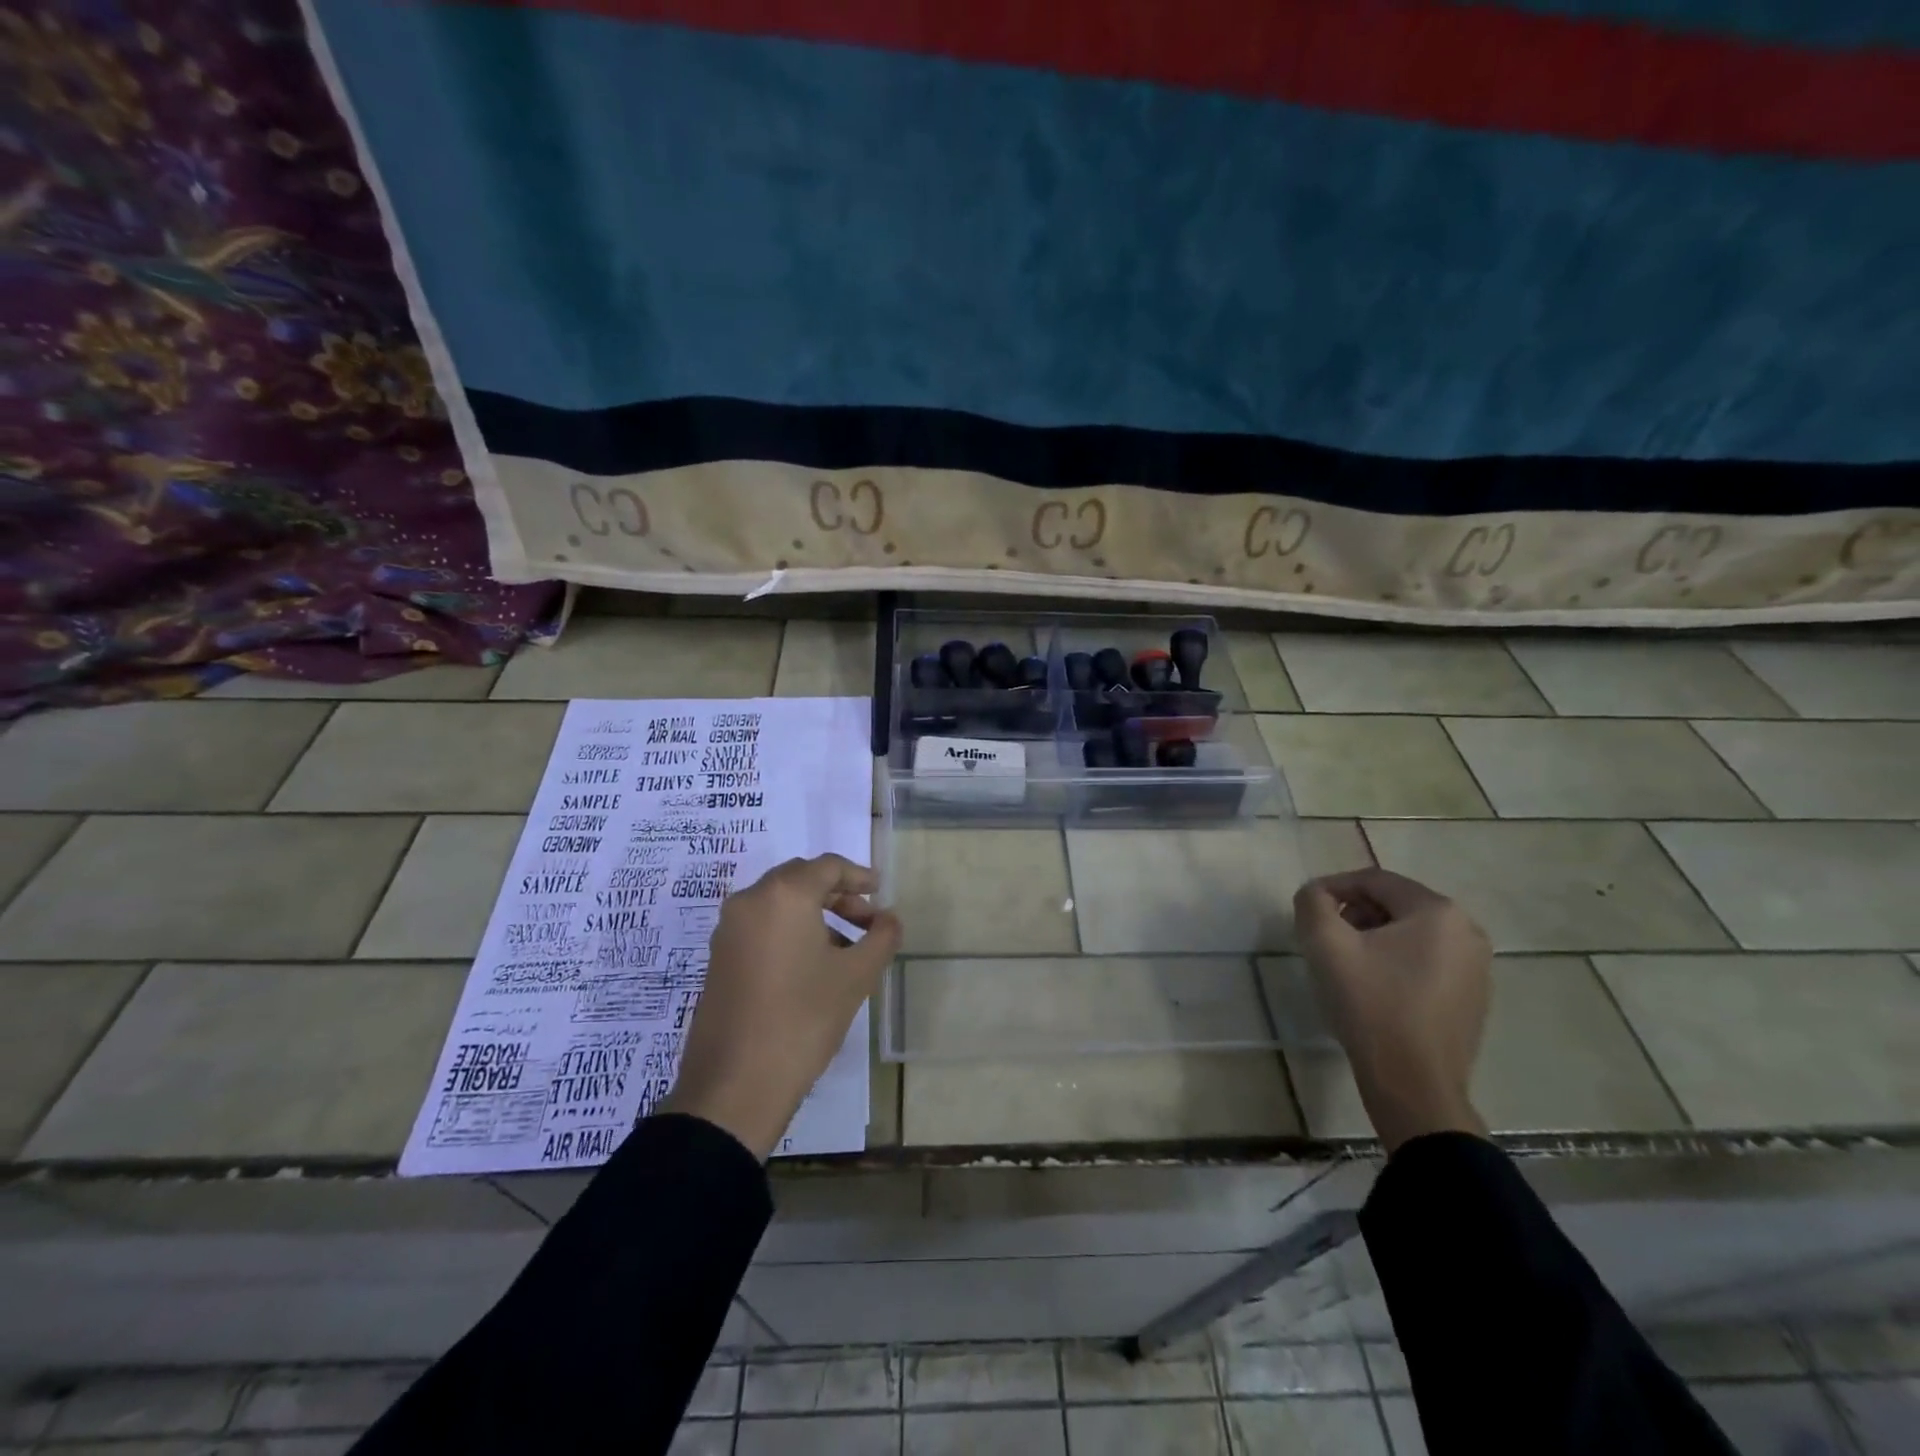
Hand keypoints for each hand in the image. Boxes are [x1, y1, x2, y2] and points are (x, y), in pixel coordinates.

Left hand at [662, 854, 901, 1159]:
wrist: (734, 1085)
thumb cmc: (803, 1019)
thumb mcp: (855, 977)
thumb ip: (881, 937)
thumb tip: (890, 918)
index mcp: (783, 895)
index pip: (828, 866)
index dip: (859, 876)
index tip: (881, 892)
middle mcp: (750, 900)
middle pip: (801, 879)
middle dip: (837, 894)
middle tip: (867, 920)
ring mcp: (728, 929)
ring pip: (779, 903)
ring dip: (815, 914)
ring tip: (845, 949)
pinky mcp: (719, 957)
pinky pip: (761, 925)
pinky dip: (790, 930)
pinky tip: (812, 966)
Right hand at [1292, 868, 1492, 1153]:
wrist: (1414, 1084)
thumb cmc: (1371, 1005)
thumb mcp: (1326, 945)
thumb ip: (1313, 903)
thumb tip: (1316, 894)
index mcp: (1438, 912)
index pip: (1375, 880)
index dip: (1335, 887)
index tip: (1307, 907)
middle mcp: (1467, 931)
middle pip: (1396, 904)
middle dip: (1355, 912)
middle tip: (1324, 936)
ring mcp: (1477, 967)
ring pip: (1412, 933)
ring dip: (1374, 936)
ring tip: (1344, 961)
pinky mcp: (1473, 996)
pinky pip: (1427, 960)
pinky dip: (1396, 960)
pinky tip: (1374, 987)